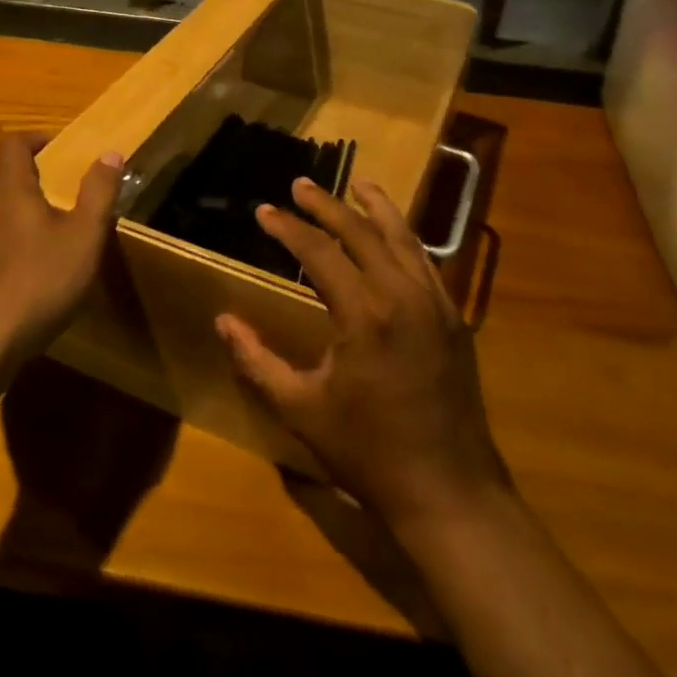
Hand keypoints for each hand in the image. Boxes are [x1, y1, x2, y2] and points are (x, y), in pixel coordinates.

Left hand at [0, 131, 122, 360]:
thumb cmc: (41, 281)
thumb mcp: (85, 237)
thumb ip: (98, 192)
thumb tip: (110, 153)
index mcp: (8, 190)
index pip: (13, 144)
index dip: (34, 139)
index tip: (55, 149)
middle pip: (1, 181)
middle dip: (28, 186)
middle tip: (58, 207)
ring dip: (10, 219)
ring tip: (37, 246)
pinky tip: (12, 279)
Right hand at [215, 178, 511, 527]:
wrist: (448, 491)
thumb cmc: (368, 452)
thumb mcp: (301, 409)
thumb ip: (257, 361)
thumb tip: (223, 320)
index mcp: (364, 314)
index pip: (319, 253)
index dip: (288, 228)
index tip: (264, 211)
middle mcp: (403, 295)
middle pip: (362, 232)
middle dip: (328, 205)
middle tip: (301, 185)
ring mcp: (435, 303)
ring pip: (403, 238)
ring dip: (376, 208)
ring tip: (357, 185)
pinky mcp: (453, 317)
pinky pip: (426, 262)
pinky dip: (405, 238)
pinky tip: (394, 233)